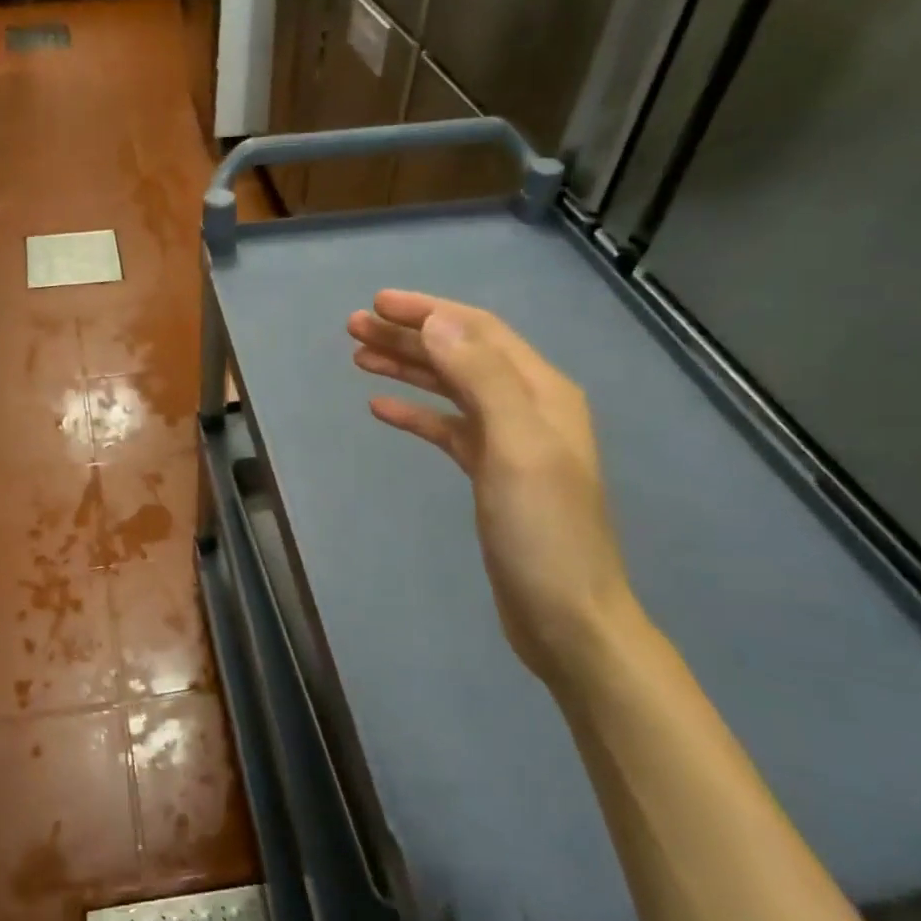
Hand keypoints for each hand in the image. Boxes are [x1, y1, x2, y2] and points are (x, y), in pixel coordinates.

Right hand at [347, 290, 647, 684]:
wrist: (566, 616)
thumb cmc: (542, 532)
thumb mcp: (516, 448)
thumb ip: (481, 379)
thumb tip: (439, 321)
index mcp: (541, 392)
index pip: (478, 332)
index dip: (428, 311)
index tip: (377, 303)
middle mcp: (527, 407)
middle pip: (460, 355)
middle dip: (409, 336)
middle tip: (354, 327)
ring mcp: (508, 442)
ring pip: (450, 389)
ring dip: (408, 368)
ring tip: (359, 356)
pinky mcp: (490, 475)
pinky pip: (446, 429)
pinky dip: (415, 413)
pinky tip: (381, 408)